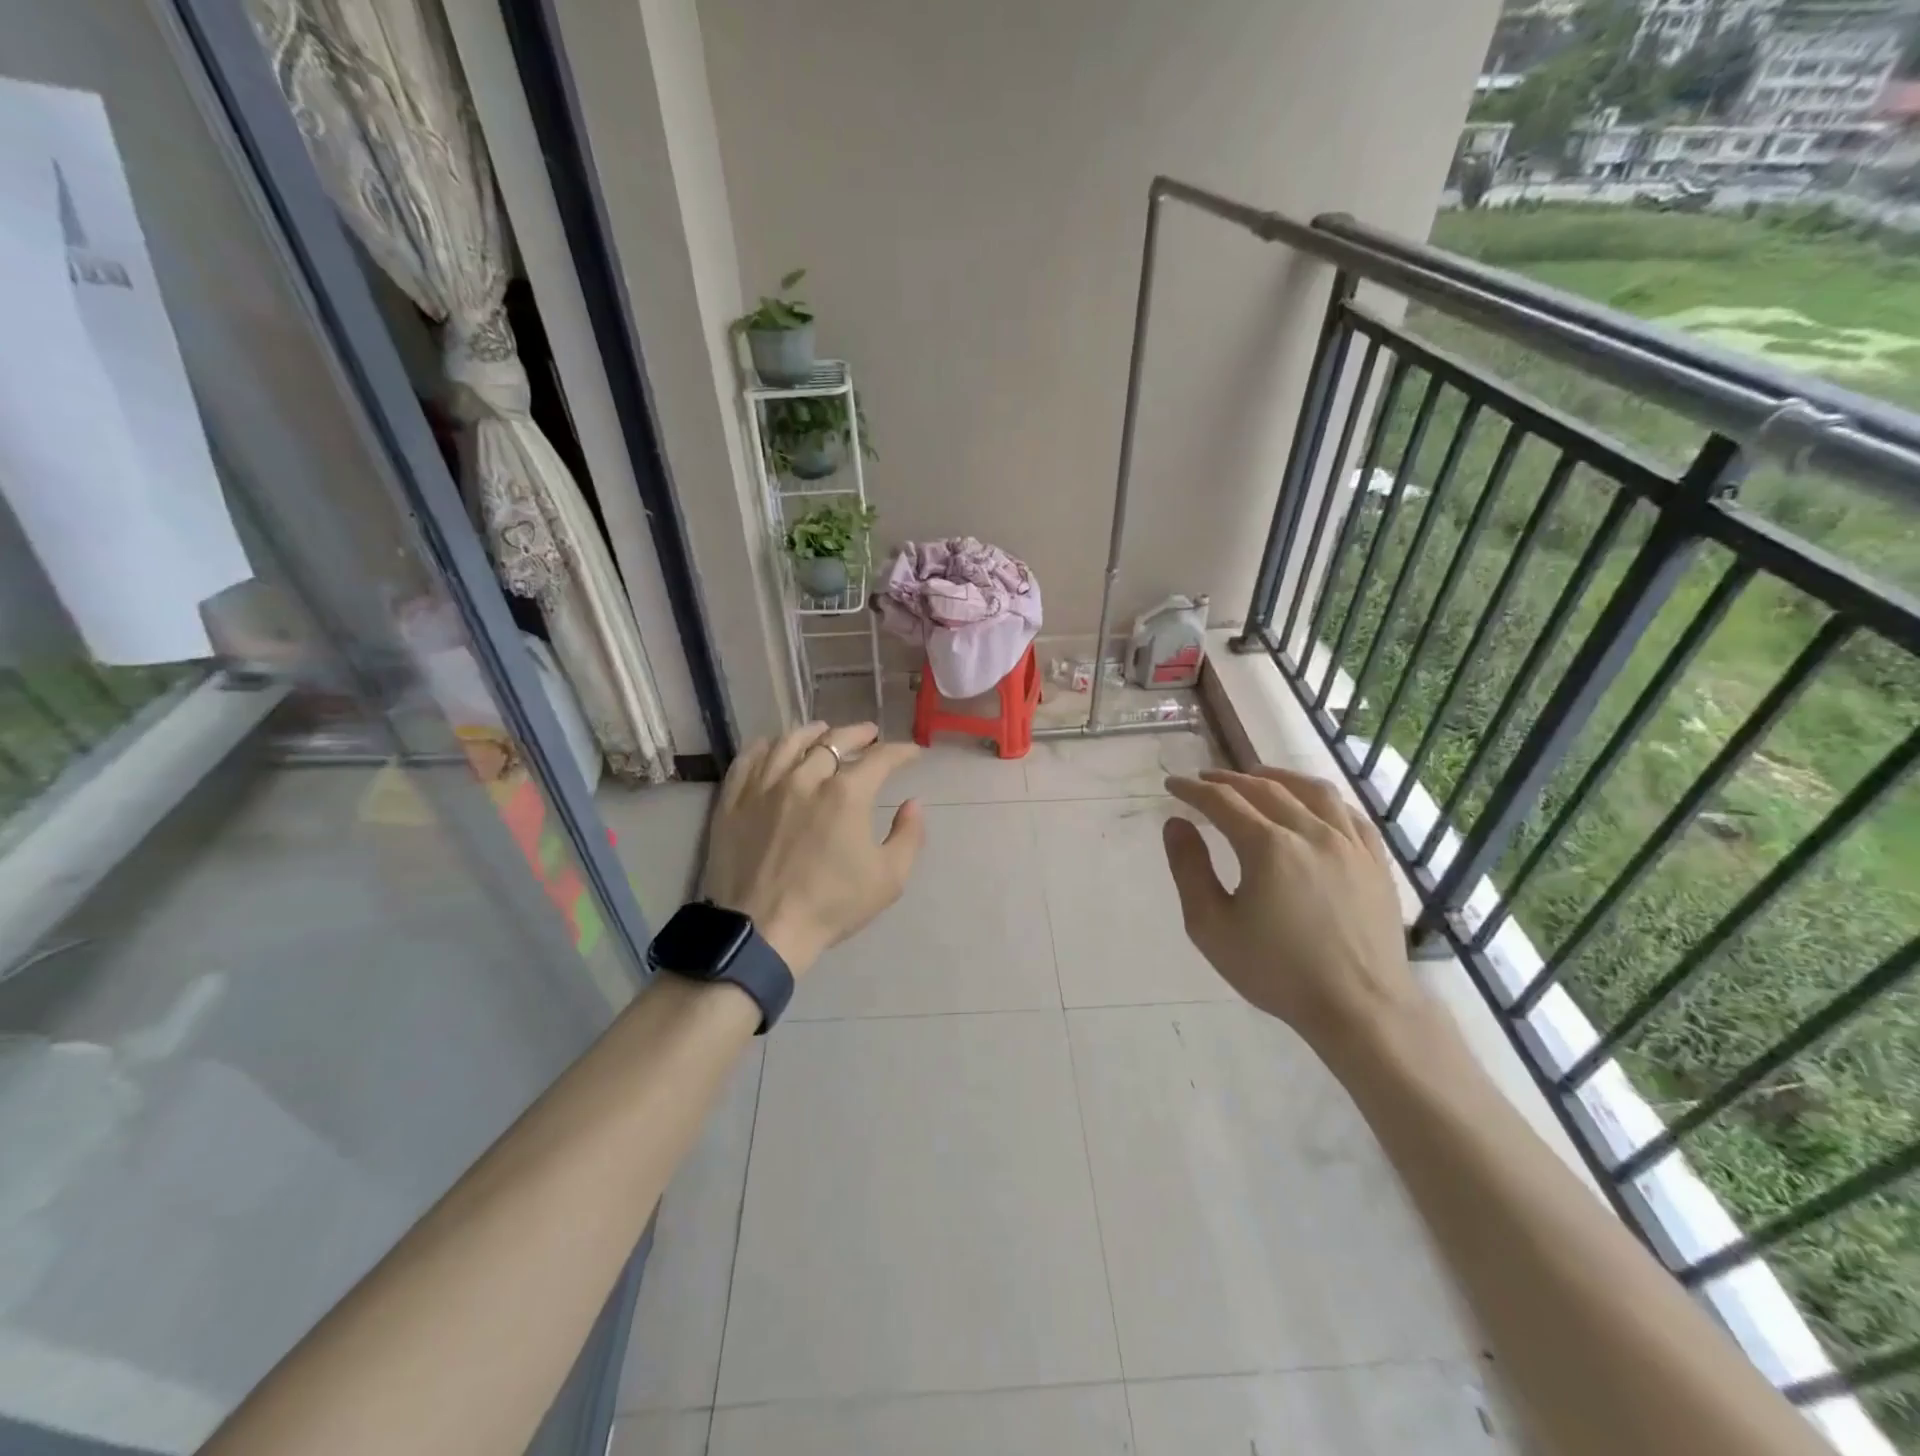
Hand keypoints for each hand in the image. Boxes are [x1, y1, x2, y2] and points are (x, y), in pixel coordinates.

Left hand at [703, 721, 925, 973]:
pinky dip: (765, 747)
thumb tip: (913, 803)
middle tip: (869, 734)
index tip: (912, 752)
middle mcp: (805, 778)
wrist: (762, 930)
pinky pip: (749, 760)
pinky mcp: (734, 800)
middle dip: (858, 734)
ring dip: (812, 732)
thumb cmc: (831, 905)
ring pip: (789, 742)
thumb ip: (909, 835)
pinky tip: (772, 746)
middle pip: (834, 741)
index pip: (880, 758)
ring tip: (823, 731)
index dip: (900, 752)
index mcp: (846, 794)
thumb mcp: (889, 878)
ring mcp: (764, 786)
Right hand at [1160, 765, 1423, 1051]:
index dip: (1193, 790)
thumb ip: (1189, 869)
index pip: (1222, 801)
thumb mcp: (1212, 927)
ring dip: (1277, 777)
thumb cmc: (1276, 971)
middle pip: (1264, 788)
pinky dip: (1322, 798)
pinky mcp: (1375, 860)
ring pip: (1312, 791)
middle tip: (1205, 780)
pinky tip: (1312, 804)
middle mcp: (1311, 832)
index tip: (1173, 785)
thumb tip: (1176, 824)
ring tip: (1257, 776)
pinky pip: (1349, 812)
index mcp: (1268, 847)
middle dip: (1228, 780)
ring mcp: (1349, 843)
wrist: (1360, 1008)